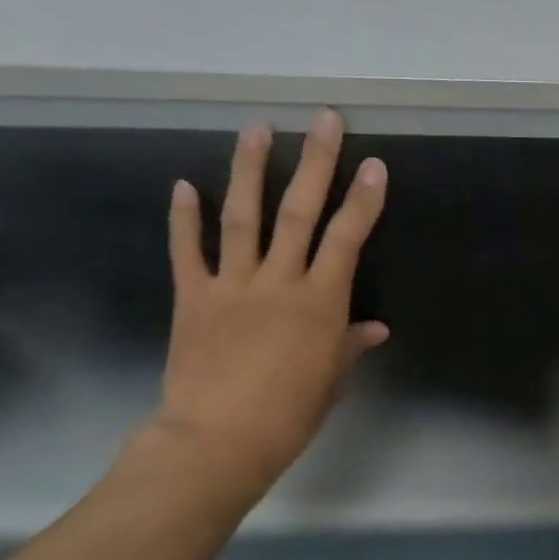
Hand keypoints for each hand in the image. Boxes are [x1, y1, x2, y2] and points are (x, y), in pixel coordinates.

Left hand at [148, 110, 388, 498]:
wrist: (220, 440)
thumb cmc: (290, 414)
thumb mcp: (332, 379)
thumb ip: (350, 344)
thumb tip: (374, 328)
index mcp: (320, 302)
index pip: (347, 238)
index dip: (364, 200)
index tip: (375, 165)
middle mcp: (278, 281)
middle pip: (300, 211)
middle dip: (315, 162)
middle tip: (324, 119)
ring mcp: (232, 285)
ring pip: (243, 217)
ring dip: (249, 170)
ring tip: (256, 129)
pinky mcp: (192, 297)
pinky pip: (187, 252)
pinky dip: (183, 219)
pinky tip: (182, 185)